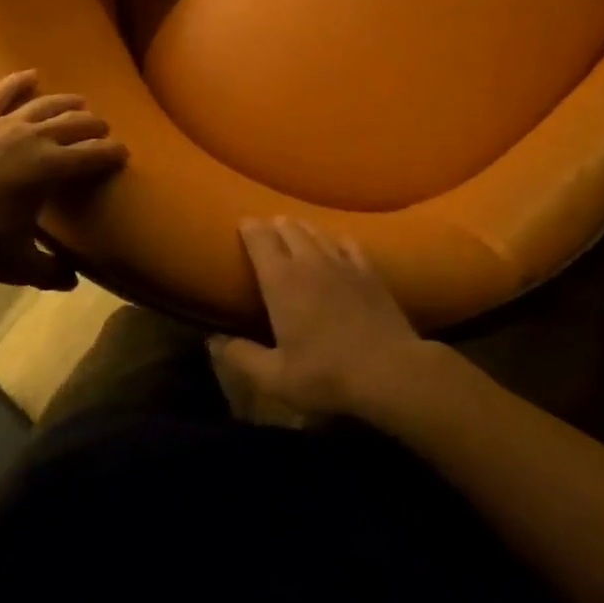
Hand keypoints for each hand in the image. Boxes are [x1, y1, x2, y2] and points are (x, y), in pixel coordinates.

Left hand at [0, 70, 126, 288]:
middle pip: (74, 124)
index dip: (112, 154)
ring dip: (67, 102)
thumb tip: (71, 281)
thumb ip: (48, 271)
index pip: (93, 156)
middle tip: (104, 130)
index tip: (124, 154)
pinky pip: (1, 93)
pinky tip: (31, 75)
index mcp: (50, 168)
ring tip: (80, 103)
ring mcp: (4, 123)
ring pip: (44, 104)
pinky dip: (18, 81)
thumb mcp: (16, 263)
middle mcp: (34, 138)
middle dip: (94, 126)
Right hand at [215, 217, 430, 416]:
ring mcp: (341, 262)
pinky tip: (334, 242)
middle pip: (288, 227)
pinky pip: (347, 242)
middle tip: (266, 229)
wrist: (390, 371)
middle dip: (273, 225)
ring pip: (316, 231)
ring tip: (294, 228)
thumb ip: (242, 357)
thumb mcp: (275, 378)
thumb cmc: (326, 375)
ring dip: (301, 227)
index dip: (249, 227)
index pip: (259, 238)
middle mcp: (308, 261)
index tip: (242, 224)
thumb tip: (213, 340)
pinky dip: (334, 238)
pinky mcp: (368, 271)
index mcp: (281, 280)